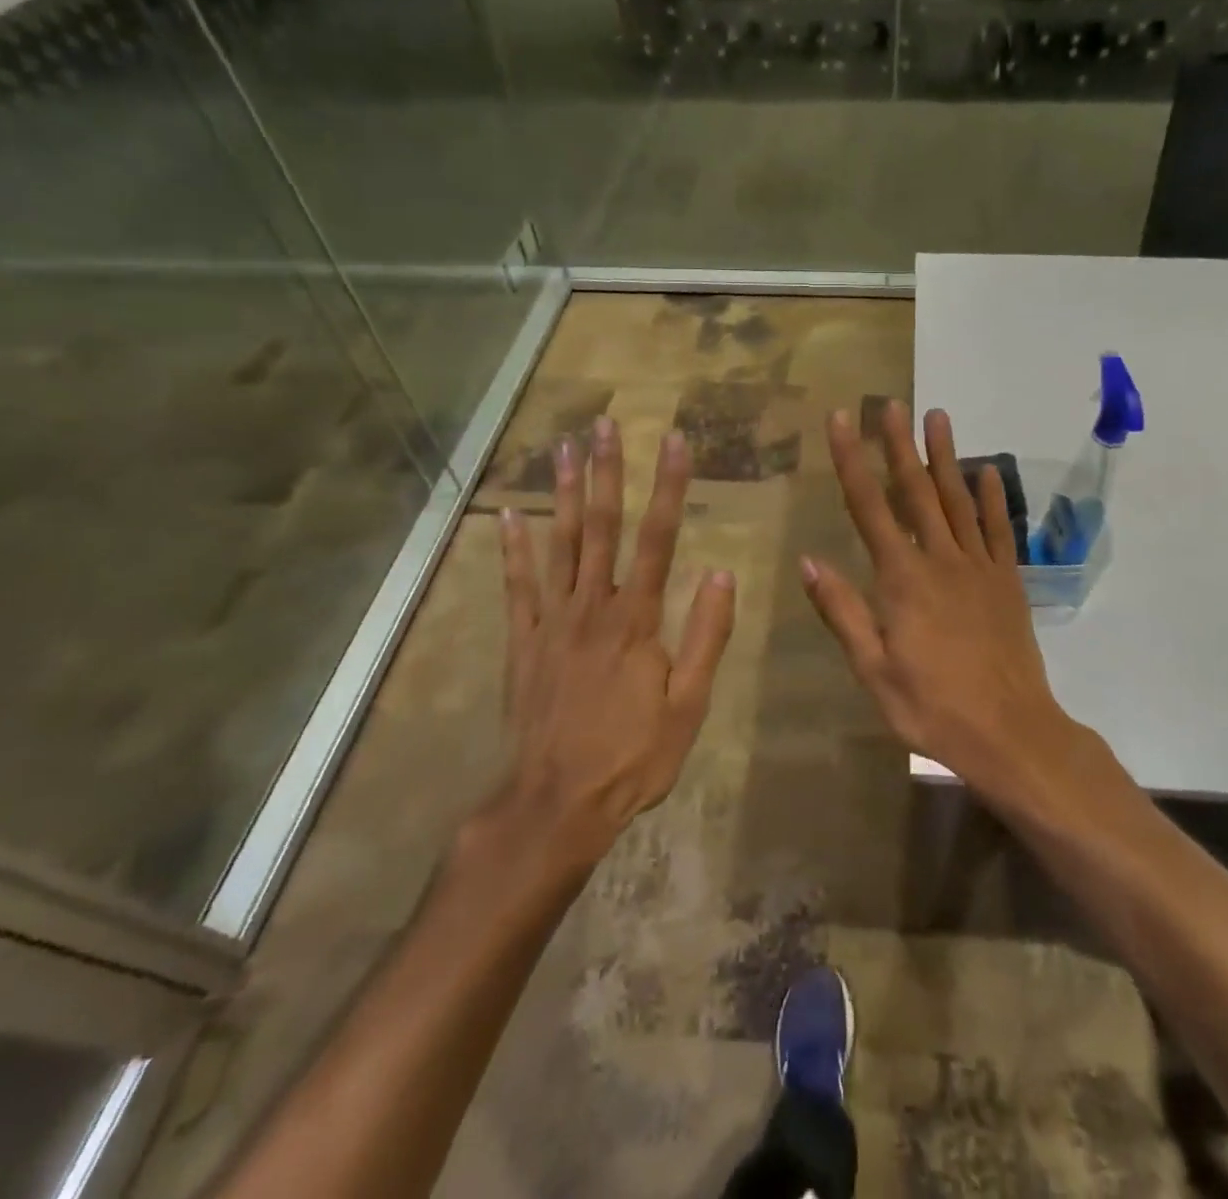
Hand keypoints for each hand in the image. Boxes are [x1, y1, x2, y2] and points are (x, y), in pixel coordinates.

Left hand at [492, 417, 735, 852]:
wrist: (557, 803)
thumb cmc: (633, 756)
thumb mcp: (689, 704)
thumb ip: (705, 635)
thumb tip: (721, 572)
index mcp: (637, 619)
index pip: (659, 538)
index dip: (670, 487)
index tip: (676, 442)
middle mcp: (592, 606)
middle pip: (601, 527)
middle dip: (607, 472)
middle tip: (604, 425)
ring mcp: (551, 621)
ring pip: (558, 545)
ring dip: (562, 494)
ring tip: (564, 448)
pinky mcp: (522, 642)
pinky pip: (515, 586)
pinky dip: (511, 548)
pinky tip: (507, 514)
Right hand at [801, 400, 1080, 799]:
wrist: (1010, 732)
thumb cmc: (932, 707)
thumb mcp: (873, 669)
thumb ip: (842, 612)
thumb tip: (809, 561)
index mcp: (902, 579)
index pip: (870, 506)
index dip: (852, 460)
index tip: (842, 421)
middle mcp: (941, 560)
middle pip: (917, 491)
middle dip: (900, 445)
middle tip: (891, 404)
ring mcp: (980, 568)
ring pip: (959, 500)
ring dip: (946, 457)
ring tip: (937, 417)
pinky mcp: (1008, 582)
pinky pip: (999, 530)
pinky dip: (993, 499)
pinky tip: (987, 472)